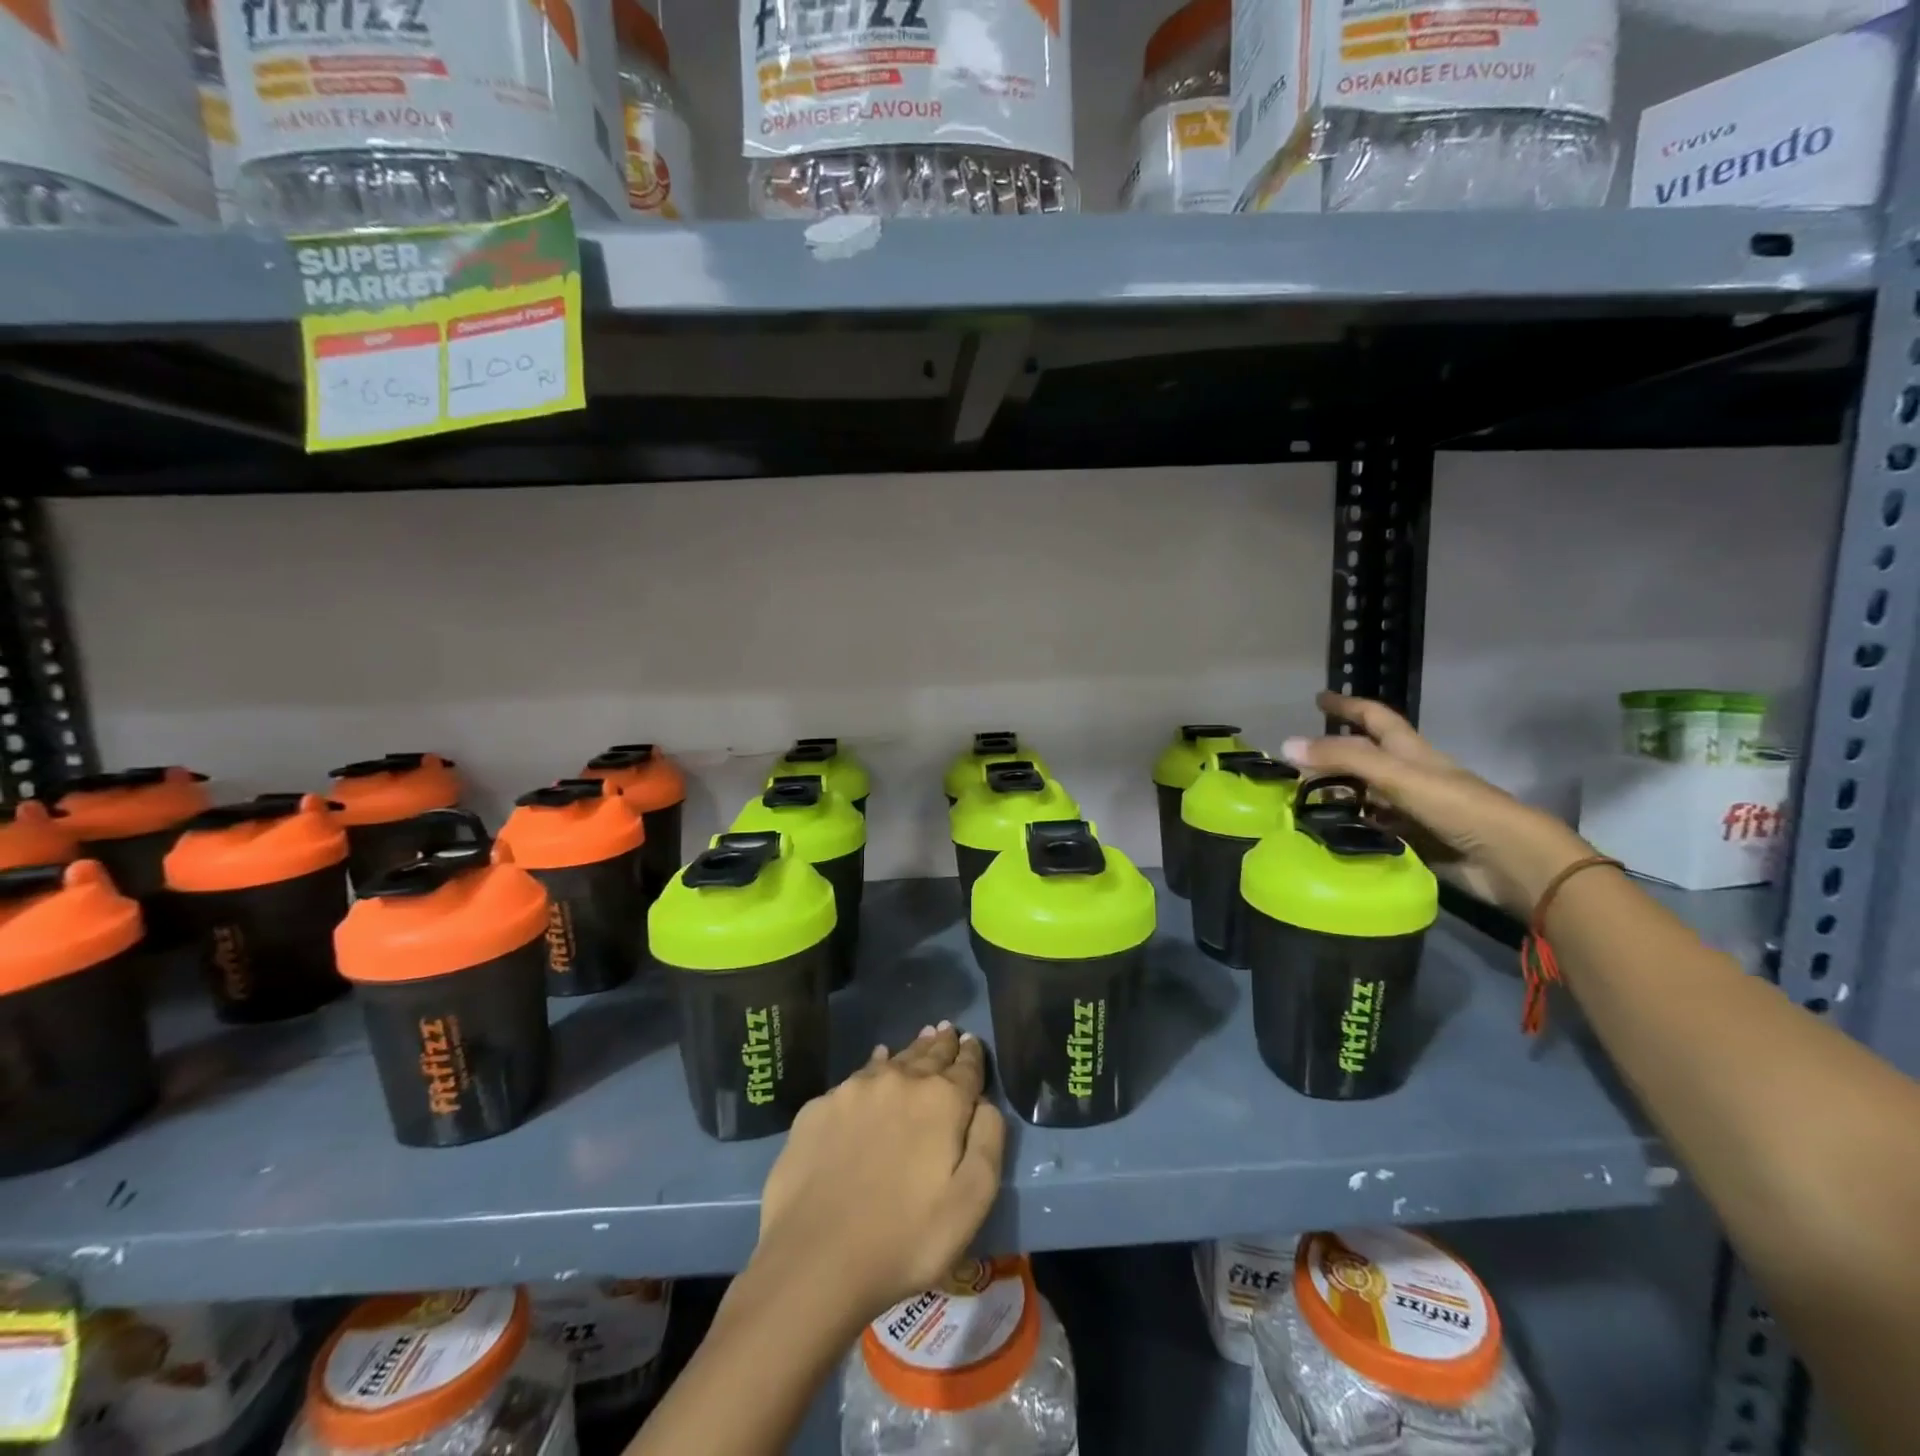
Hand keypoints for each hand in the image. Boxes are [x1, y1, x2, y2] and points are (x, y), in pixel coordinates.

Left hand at [751, 1023, 1005, 1328]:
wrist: (814, 1260)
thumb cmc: (905, 1239)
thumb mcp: (970, 1203)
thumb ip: (988, 1143)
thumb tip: (985, 1103)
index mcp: (941, 1101)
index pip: (965, 1067)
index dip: (971, 1055)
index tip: (971, 1042)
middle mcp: (899, 1080)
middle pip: (928, 1055)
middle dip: (942, 1044)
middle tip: (948, 1030)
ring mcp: (854, 1090)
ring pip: (892, 1060)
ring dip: (910, 1051)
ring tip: (921, 1039)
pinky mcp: (819, 1107)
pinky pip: (856, 1077)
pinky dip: (873, 1068)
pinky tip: (875, 1065)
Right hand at [1281, 692, 1592, 918]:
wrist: (1510, 861)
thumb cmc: (1458, 807)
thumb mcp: (1397, 776)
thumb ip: (1344, 760)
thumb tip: (1286, 745)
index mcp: (1411, 753)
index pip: (1374, 719)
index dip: (1348, 706)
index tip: (1319, 698)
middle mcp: (1410, 777)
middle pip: (1365, 759)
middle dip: (1333, 756)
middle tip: (1296, 763)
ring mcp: (1412, 811)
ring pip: (1365, 796)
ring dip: (1336, 796)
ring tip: (1299, 801)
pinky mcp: (1413, 842)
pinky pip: (1372, 829)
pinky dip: (1349, 828)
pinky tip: (1325, 834)